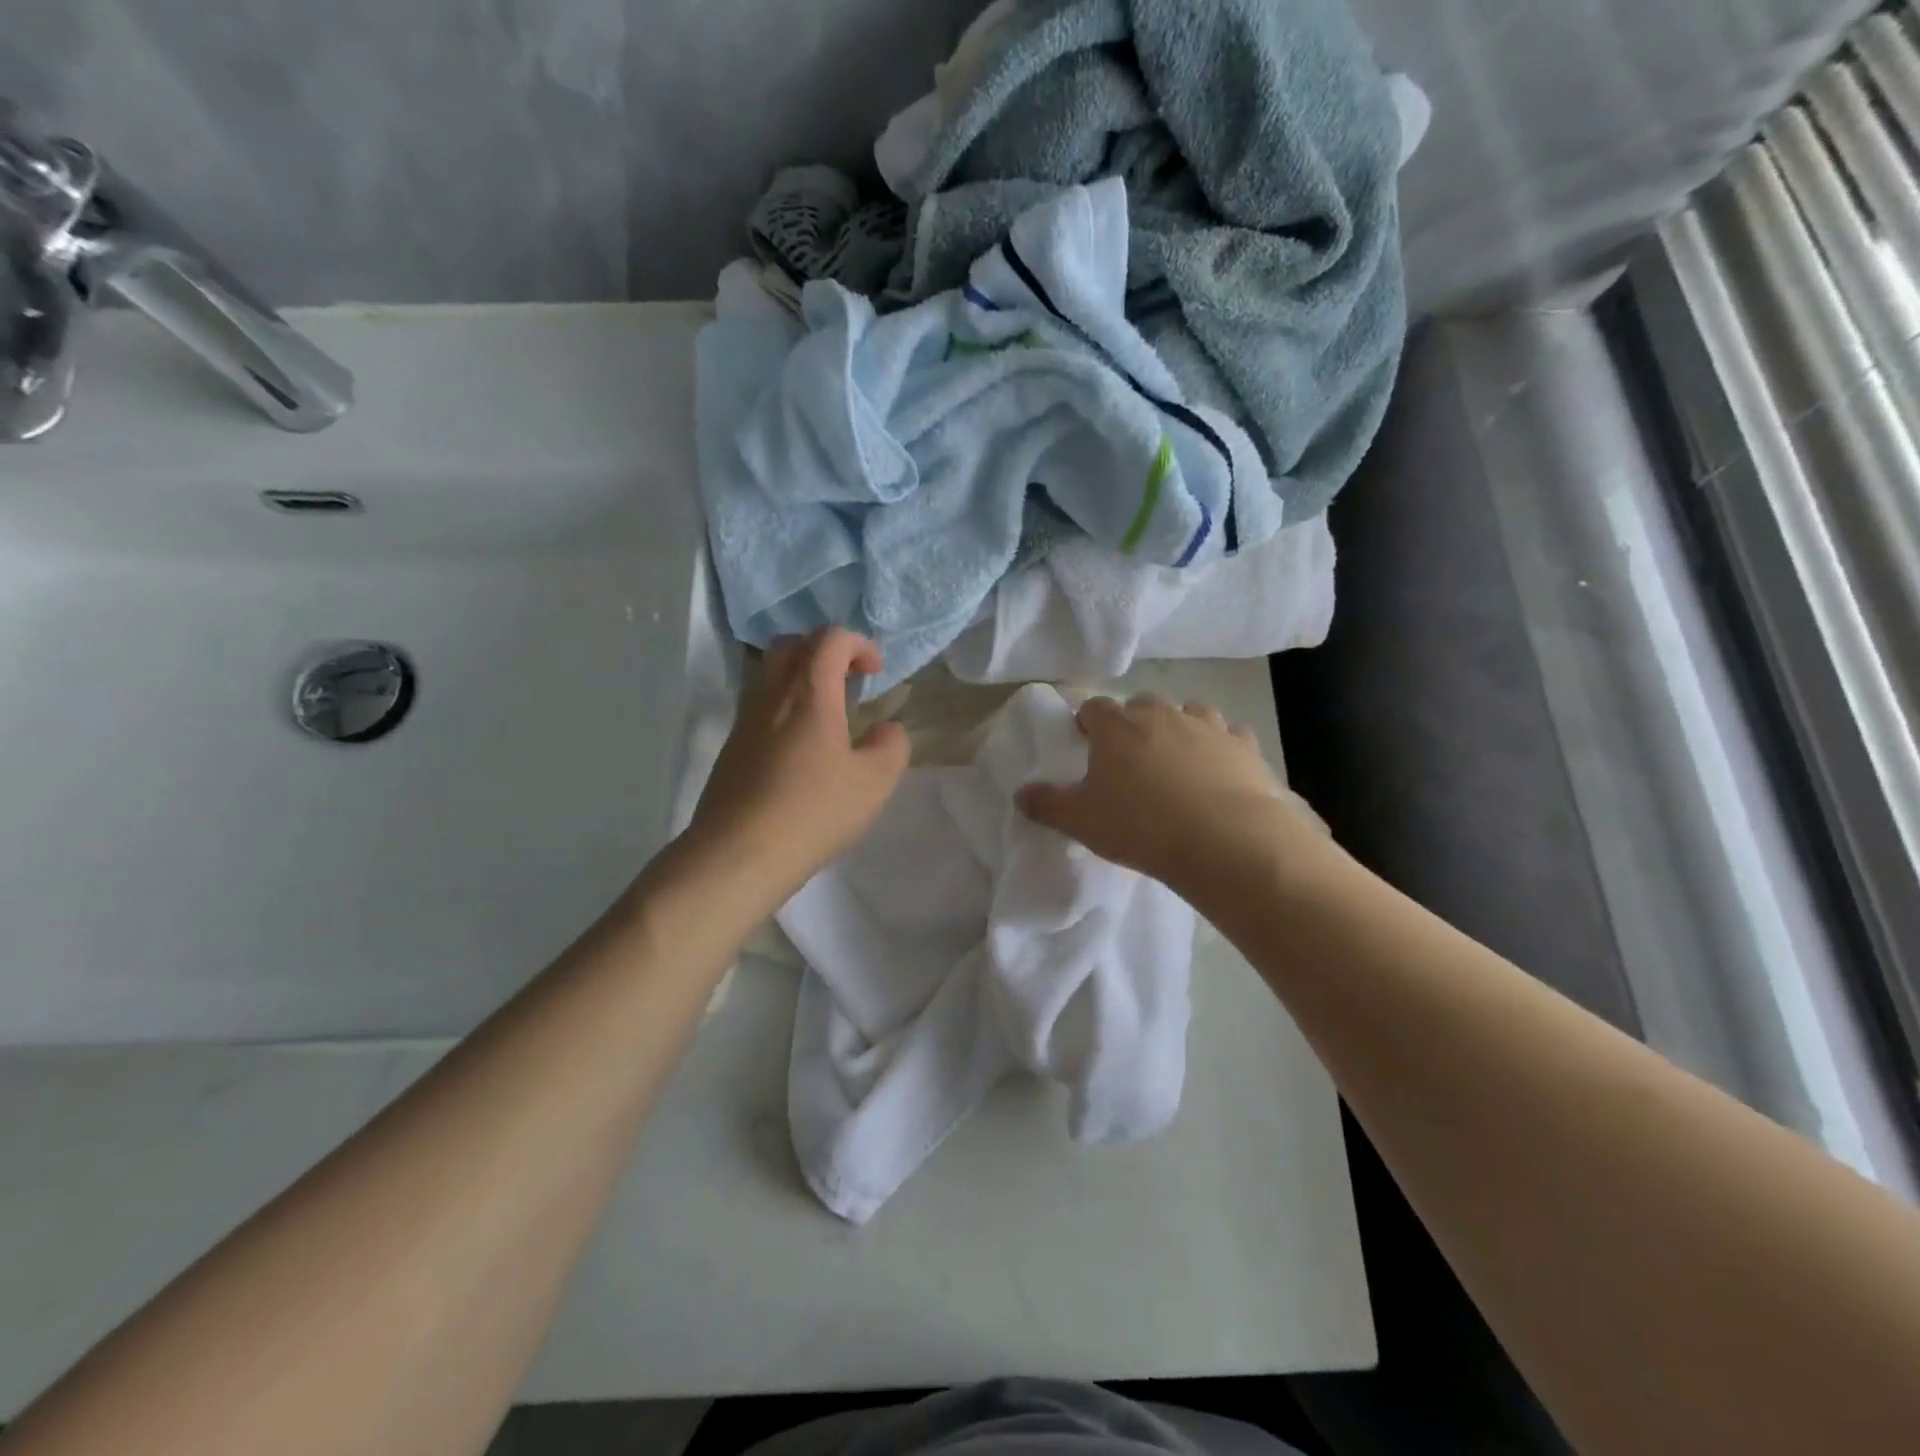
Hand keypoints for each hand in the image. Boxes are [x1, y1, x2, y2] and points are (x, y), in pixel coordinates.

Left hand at [681, 628, 909, 897]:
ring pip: (769, 678)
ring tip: (828, 722)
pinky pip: (759, 712)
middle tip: (846, 683)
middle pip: (790, 645)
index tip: (875, 674)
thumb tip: (886, 730)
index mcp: (808, 692)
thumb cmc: (813, 811)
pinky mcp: (731, 752)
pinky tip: (802, 757)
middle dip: (823, 652)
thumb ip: (891, 746)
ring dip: (801, 683)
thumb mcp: (874, 782)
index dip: (858, 644)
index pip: (830, 638)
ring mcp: (744, 723)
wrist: (738, 854)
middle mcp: (770, 696)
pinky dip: (784, 714)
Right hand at [1017, 694, 1326, 899]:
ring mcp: (1207, 725)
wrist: (1225, 841)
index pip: (1093, 708)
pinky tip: (1219, 770)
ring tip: (1176, 762)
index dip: (1087, 723)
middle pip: (1141, 706)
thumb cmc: (1141, 826)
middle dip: (1133, 725)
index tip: (1086, 743)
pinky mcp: (1245, 745)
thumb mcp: (1081, 822)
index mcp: (1117, 726)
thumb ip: (1047, 804)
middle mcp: (1161, 714)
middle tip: (1130, 760)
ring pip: (1188, 712)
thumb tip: (1021, 794)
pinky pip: (1229, 735)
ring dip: (1179, 729)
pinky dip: (1221, 746)